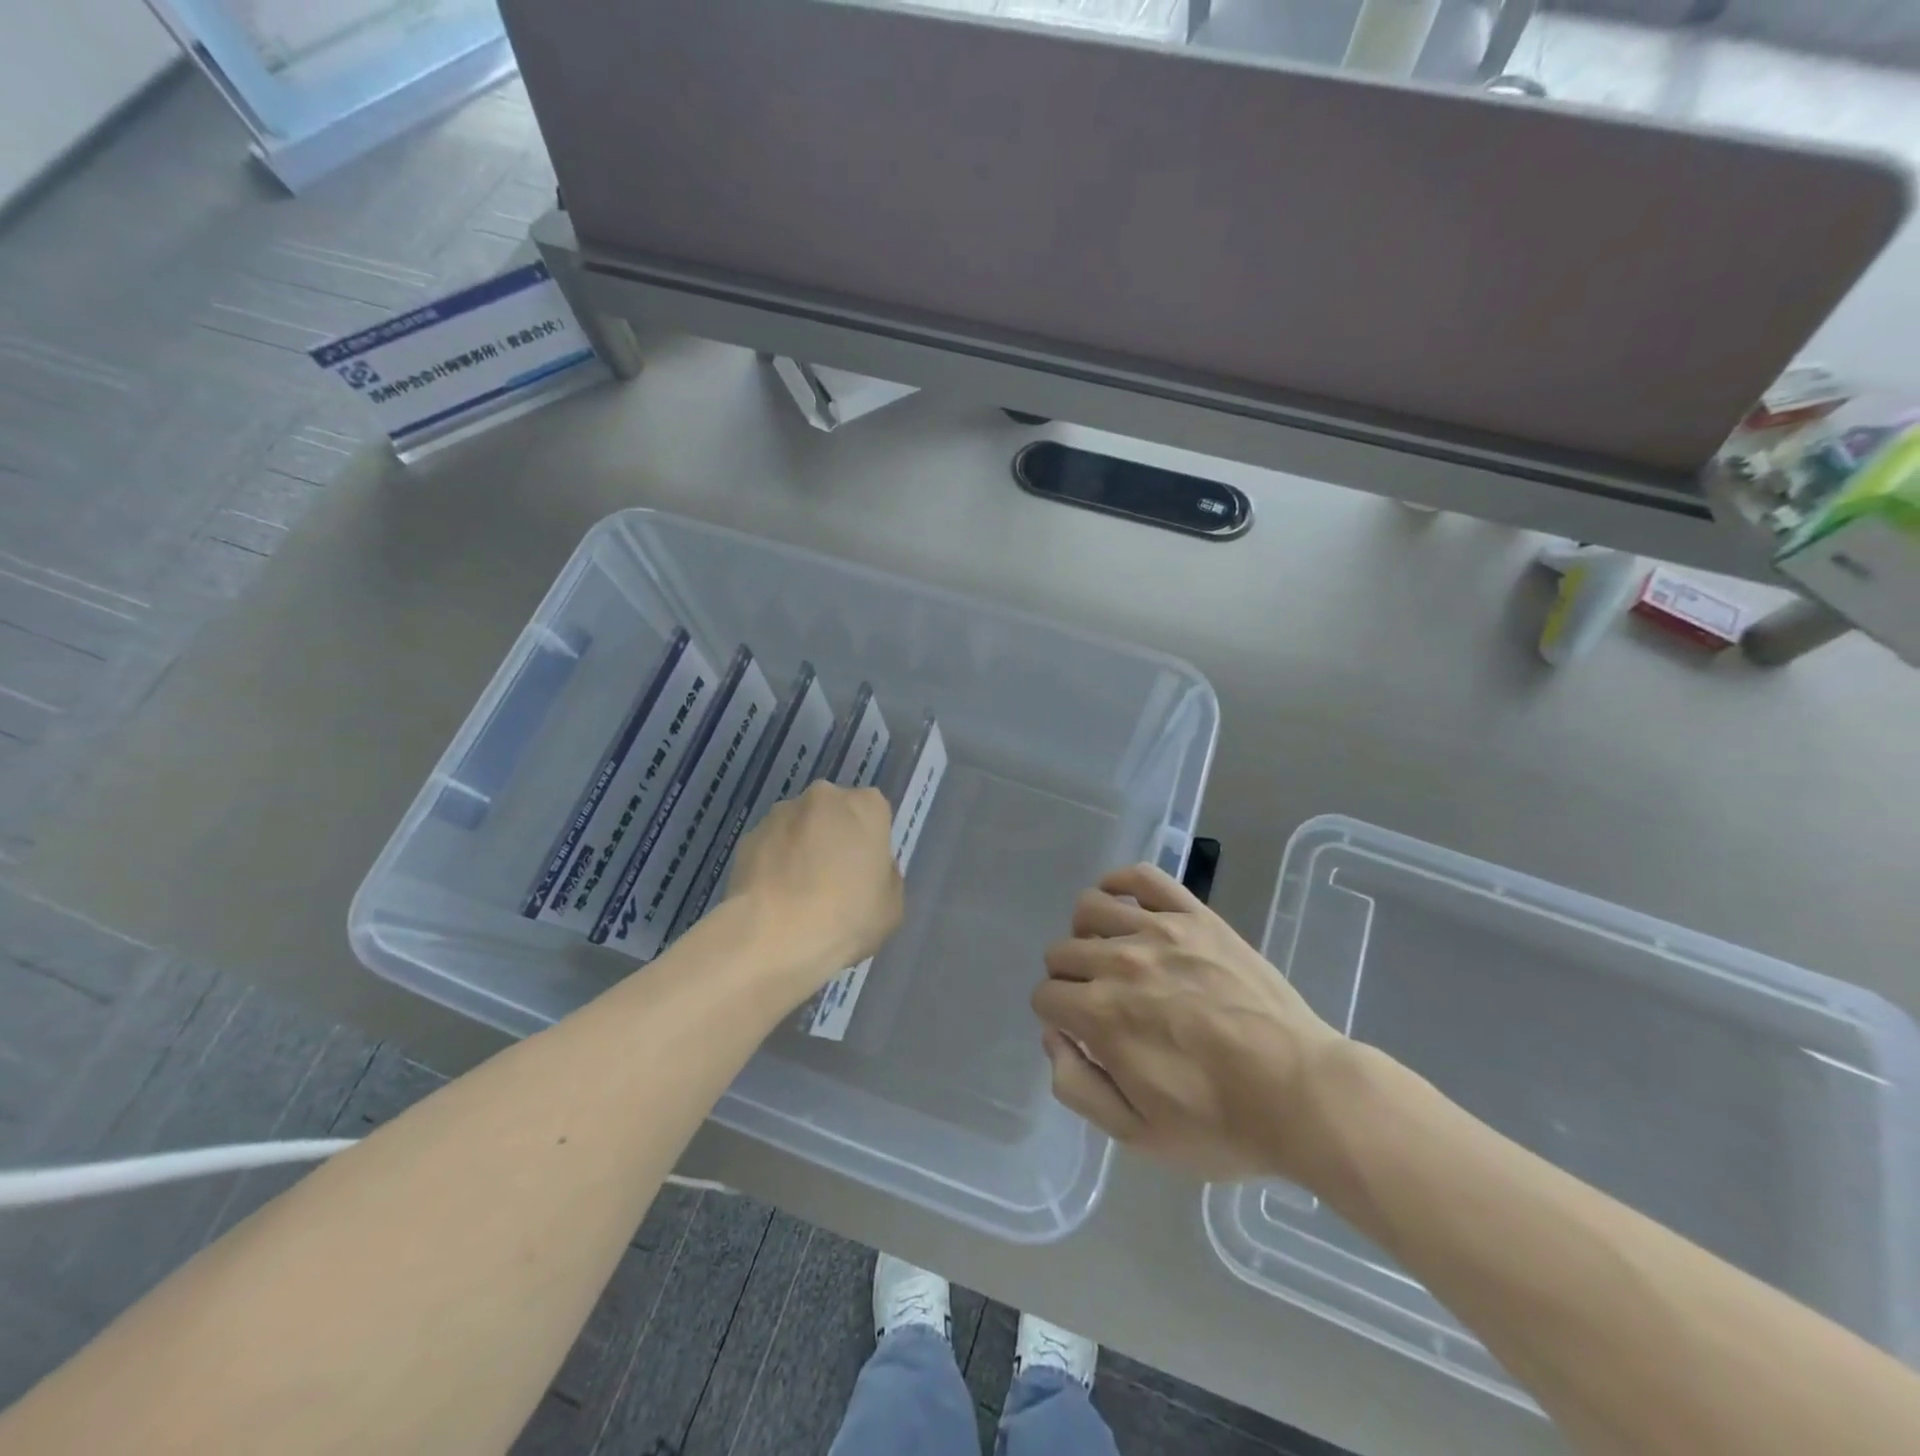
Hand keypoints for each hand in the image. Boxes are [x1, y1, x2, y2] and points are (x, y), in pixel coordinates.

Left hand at [725, 781, 901, 981]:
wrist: (773, 936)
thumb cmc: (846, 918)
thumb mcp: (891, 906)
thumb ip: (884, 876)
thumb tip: (866, 869)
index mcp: (866, 806)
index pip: (874, 812)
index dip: (869, 842)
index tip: (865, 871)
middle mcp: (823, 797)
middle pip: (834, 813)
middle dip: (833, 837)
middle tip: (833, 879)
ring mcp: (781, 813)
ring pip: (799, 826)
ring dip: (801, 848)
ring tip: (797, 893)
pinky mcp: (748, 836)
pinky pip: (770, 846)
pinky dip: (773, 863)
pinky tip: (774, 898)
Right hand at [1033, 863, 1341, 1181]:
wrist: (1301, 1092)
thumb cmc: (1220, 1122)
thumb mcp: (1138, 1134)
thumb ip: (1077, 1087)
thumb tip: (1053, 1037)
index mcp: (1100, 1015)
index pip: (1045, 995)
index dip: (1057, 1017)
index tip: (1081, 1032)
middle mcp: (1120, 963)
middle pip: (1061, 951)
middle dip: (1069, 979)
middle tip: (1101, 1002)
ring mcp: (1159, 932)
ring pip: (1089, 907)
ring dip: (1087, 932)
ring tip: (1112, 954)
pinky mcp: (1195, 916)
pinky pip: (1142, 877)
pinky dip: (1121, 883)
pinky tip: (1126, 907)